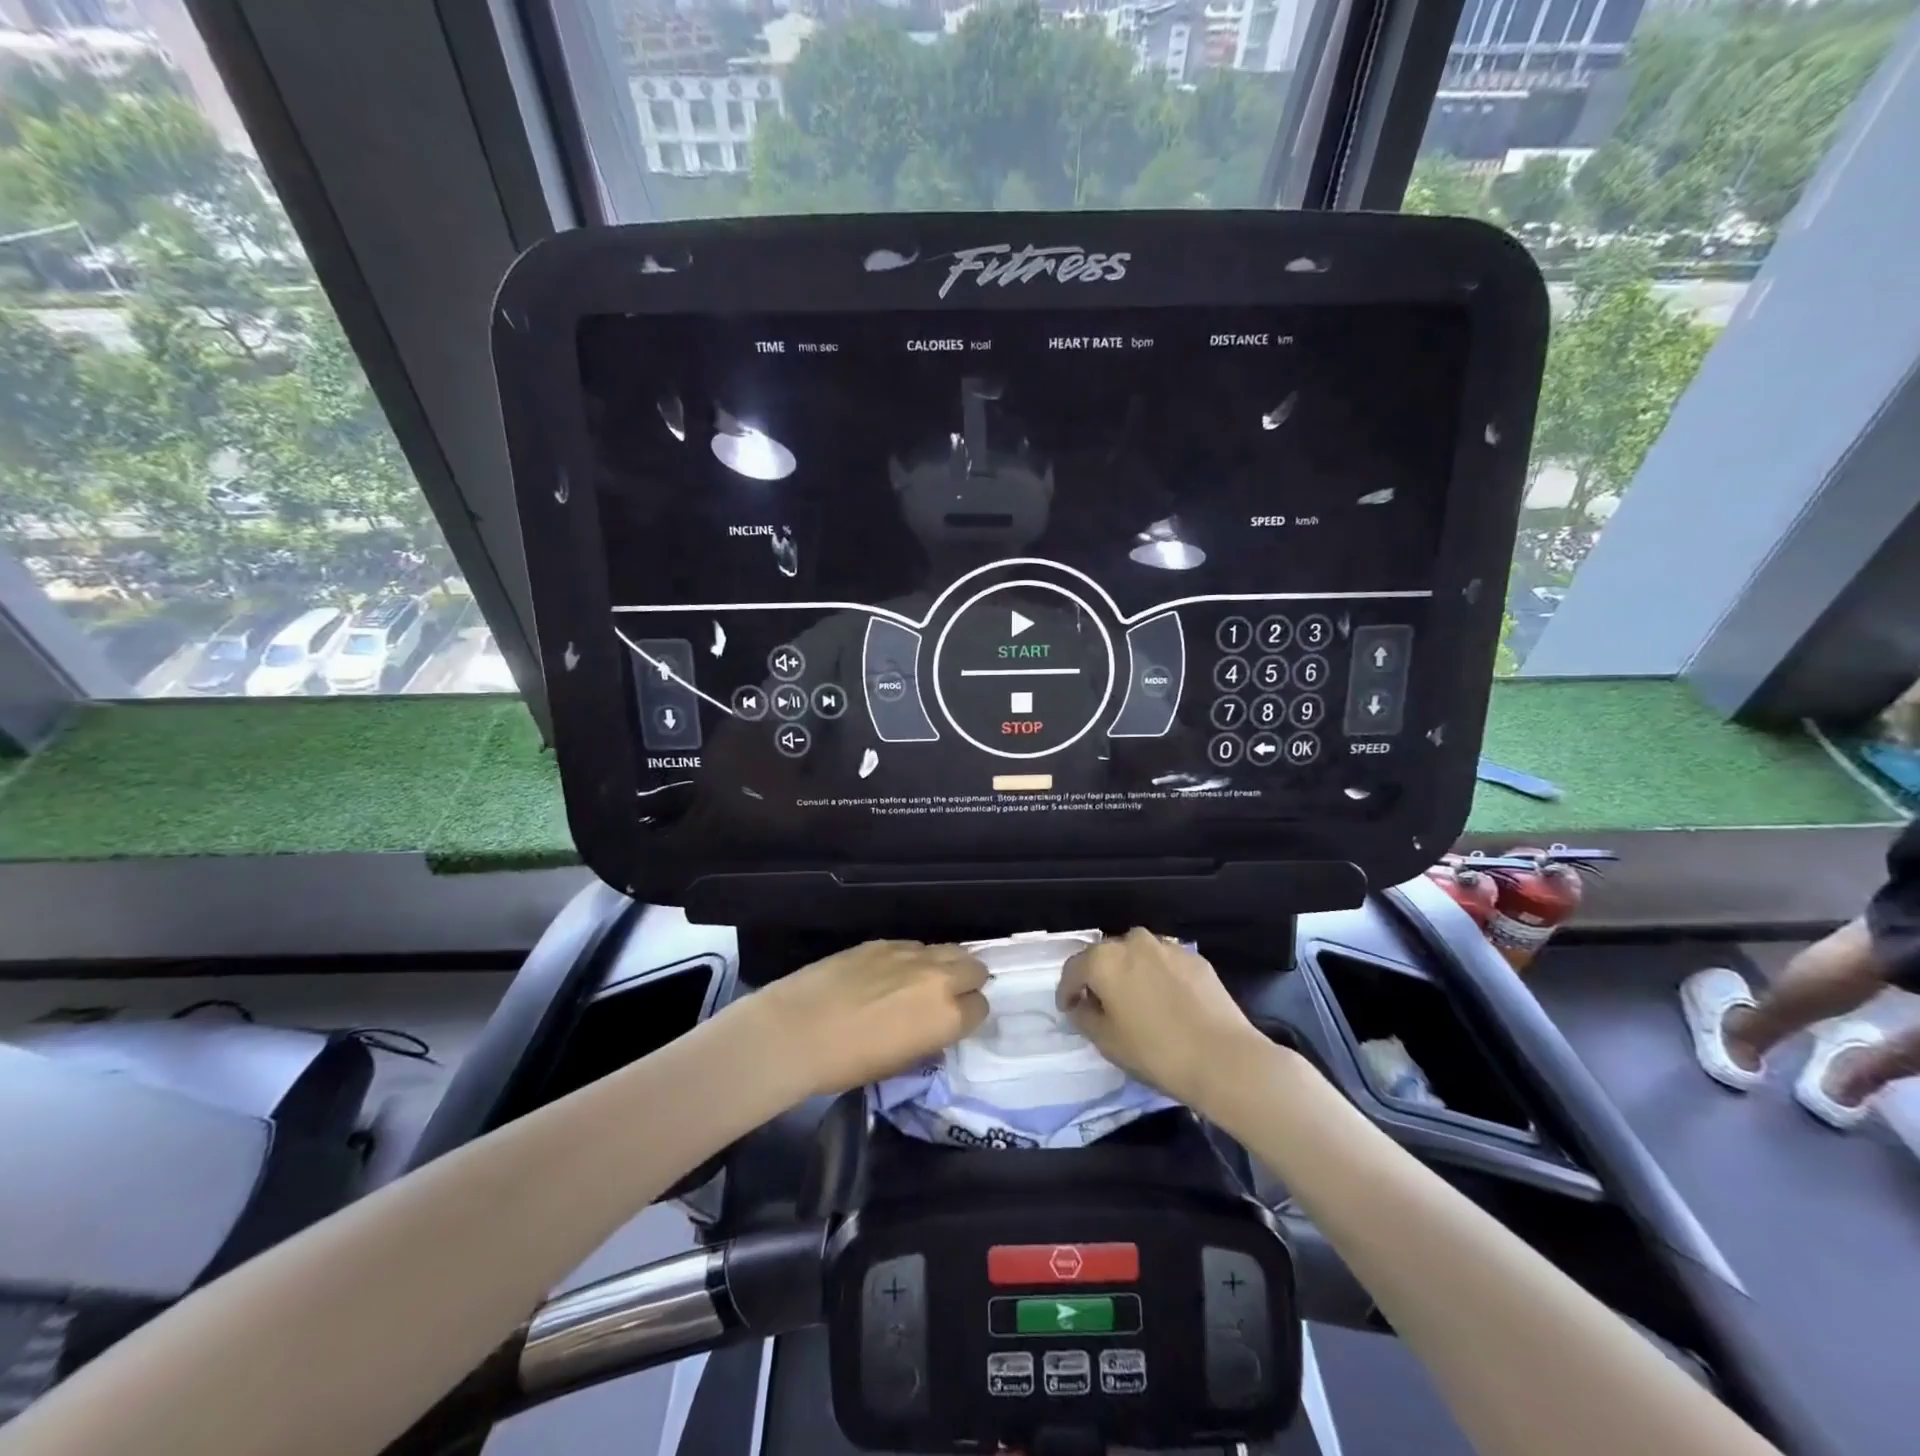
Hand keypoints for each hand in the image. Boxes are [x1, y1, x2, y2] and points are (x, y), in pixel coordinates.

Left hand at [754, 940, 988, 1098]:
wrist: (797, 1031)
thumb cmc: (848, 1064)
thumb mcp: (901, 1063)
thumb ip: (929, 1039)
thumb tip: (933, 1026)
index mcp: (948, 1016)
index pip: (981, 1007)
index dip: (968, 1016)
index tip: (953, 1023)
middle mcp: (939, 978)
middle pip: (974, 967)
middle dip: (966, 981)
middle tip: (946, 997)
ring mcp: (910, 954)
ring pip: (948, 949)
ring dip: (944, 965)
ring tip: (922, 982)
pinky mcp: (883, 941)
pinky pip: (913, 946)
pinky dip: (912, 958)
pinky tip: (890, 973)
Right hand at [1058, 928, 1268, 1110]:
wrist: (1224, 1058)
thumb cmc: (1155, 1052)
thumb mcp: (1106, 1042)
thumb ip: (1084, 1016)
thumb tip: (1081, 1005)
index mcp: (1104, 960)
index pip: (1073, 969)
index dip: (1067, 991)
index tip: (1068, 1009)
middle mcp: (1132, 942)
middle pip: (1105, 956)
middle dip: (1099, 978)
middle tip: (1102, 1006)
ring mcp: (1166, 946)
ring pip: (1137, 955)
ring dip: (1130, 973)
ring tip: (1136, 1001)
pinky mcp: (1194, 957)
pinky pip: (1164, 962)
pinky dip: (1158, 976)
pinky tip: (1167, 1002)